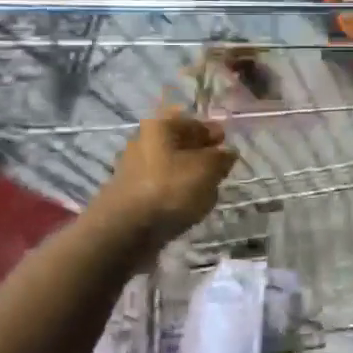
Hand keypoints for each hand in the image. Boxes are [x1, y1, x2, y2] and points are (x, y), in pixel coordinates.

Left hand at [98, 111, 237, 245]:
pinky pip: (162, 188)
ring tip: (207, 192)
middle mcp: (143, 142)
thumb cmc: (170, 189)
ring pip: (171, 167)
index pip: (192, 121)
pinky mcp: (131, 194)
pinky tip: (188, 206)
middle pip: (179, 144)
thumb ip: (222, 157)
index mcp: (160, 126)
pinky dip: (175, 194)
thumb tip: (227, 153)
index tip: (227, 144)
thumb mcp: (207, 169)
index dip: (212, 131)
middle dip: (201, 155)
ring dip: (189, 176)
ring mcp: (134, 169)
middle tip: (219, 169)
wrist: (125, 231)